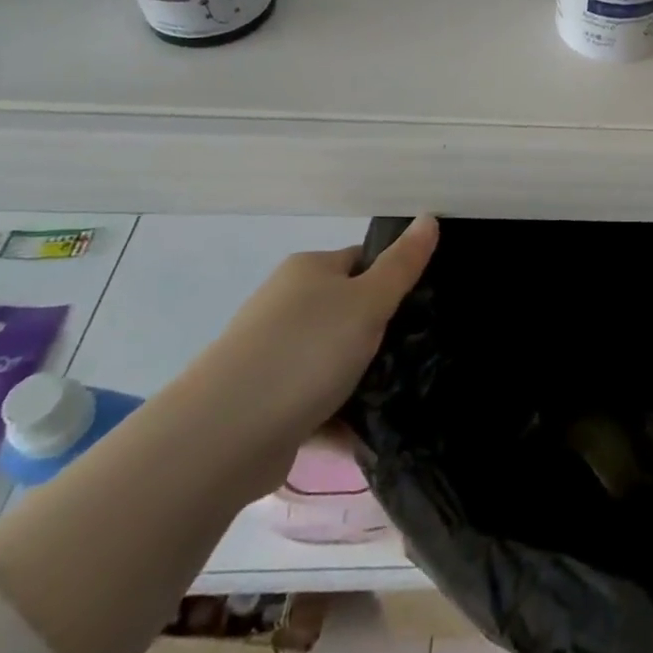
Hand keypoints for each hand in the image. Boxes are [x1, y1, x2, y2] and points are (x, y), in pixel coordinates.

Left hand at [185, 215, 438, 493]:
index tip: (423, 308)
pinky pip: (317, 402)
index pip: (362, 262)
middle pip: (349, 312)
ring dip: (363, 380)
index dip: (394, 280)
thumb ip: (402, 264)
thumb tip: (429, 216)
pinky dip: (341, 417)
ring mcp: (273, 355)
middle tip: (418, 354)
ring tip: (403, 397)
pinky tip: (371, 435)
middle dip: (381, 336)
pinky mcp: (267, 403)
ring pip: (334, 360)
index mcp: (309, 271)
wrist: (223, 436)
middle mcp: (287, 306)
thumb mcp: (368, 302)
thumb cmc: (305, 351)